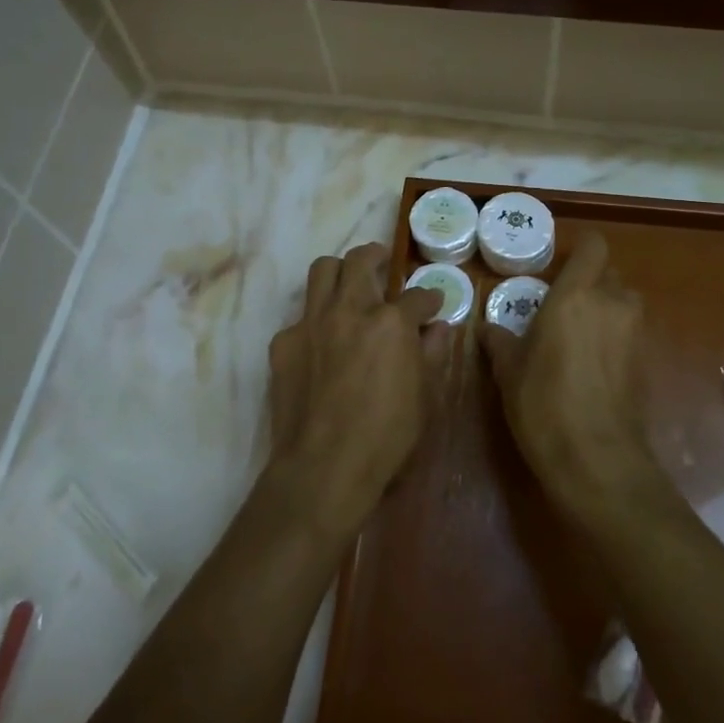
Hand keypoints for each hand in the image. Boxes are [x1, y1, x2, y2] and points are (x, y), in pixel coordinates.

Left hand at [266, 243, 442, 535]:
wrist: (324, 466)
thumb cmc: (387, 437)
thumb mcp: (424, 397)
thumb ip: (432, 354)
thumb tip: (439, 328)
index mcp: (391, 322)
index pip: (417, 296)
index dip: (429, 298)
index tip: (432, 303)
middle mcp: (350, 309)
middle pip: (360, 260)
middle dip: (376, 256)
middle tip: (383, 262)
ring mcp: (312, 322)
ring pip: (322, 271)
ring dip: (340, 271)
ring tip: (349, 283)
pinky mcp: (284, 342)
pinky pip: (301, 316)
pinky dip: (316, 320)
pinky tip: (322, 342)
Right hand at [479, 233, 658, 510]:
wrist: (597, 459)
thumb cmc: (543, 404)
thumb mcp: (509, 372)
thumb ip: (500, 341)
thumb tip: (487, 328)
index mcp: (575, 295)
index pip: (593, 246)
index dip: (580, 250)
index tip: (559, 268)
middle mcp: (612, 303)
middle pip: (609, 273)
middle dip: (589, 282)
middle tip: (561, 306)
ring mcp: (635, 332)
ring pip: (623, 302)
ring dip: (605, 309)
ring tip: (577, 335)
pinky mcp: (647, 360)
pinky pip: (630, 332)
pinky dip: (615, 338)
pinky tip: (592, 365)